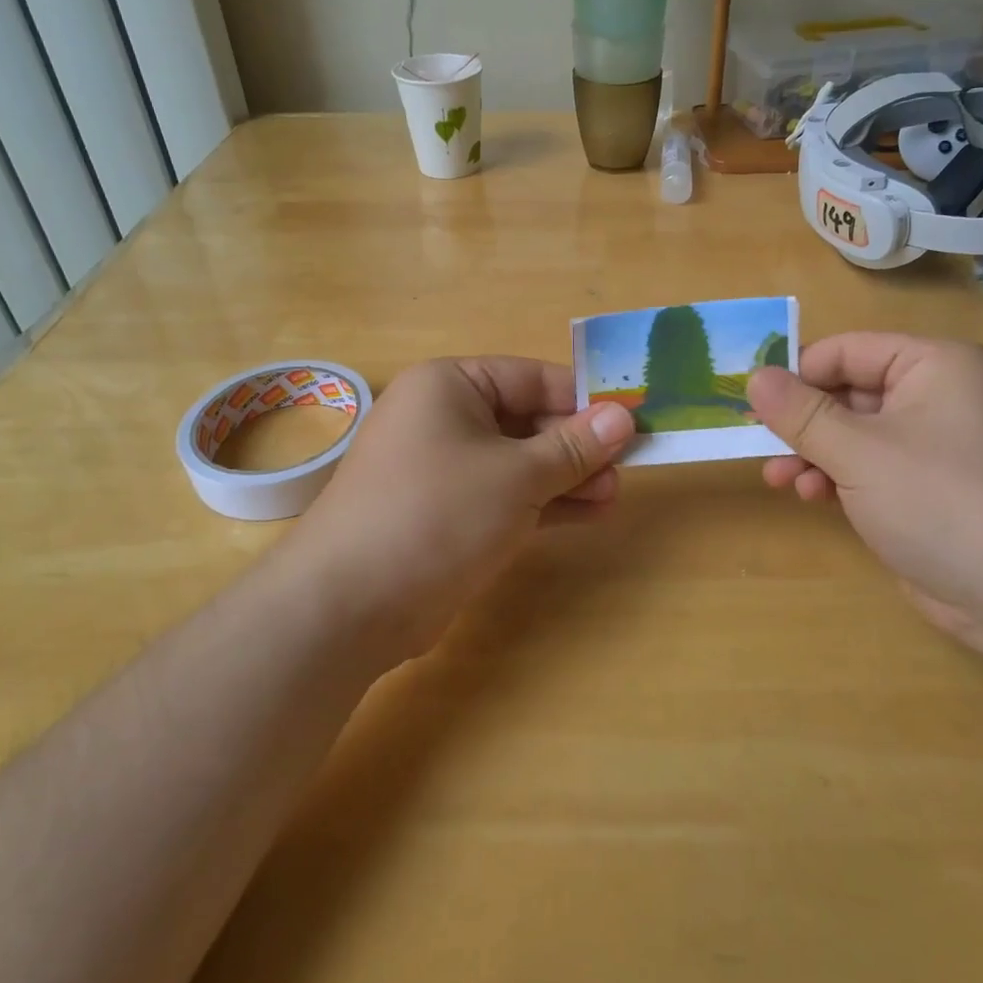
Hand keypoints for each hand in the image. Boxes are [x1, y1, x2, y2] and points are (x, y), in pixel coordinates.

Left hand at [278, 357, 633, 668]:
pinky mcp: (447, 514)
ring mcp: (443, 469)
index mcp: (450, 386)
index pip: (531, 377)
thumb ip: (574, 445)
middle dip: (577, 445)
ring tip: (613, 495)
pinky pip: (504, 496)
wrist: (352, 604)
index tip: (630, 419)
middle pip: (526, 420)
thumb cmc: (439, 512)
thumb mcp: (518, 475)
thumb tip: (624, 415)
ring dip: (566, 477)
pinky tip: (589, 514)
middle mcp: (443, 418)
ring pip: (518, 462)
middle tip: (625, 467)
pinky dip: (543, 504)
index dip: (583, 398)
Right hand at [748, 333, 982, 652]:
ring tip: (779, 478)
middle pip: (848, 392)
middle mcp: (936, 395)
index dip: (797, 373)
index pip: (847, 350)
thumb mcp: (858, 452)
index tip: (751, 401)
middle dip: (802, 421)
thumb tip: (754, 377)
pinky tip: (810, 496)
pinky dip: (836, 476)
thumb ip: (801, 413)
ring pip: (853, 433)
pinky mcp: (927, 488)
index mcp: (933, 365)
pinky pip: (869, 466)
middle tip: (758, 444)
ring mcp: (933, 445)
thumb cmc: (940, 501)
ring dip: (812, 453)